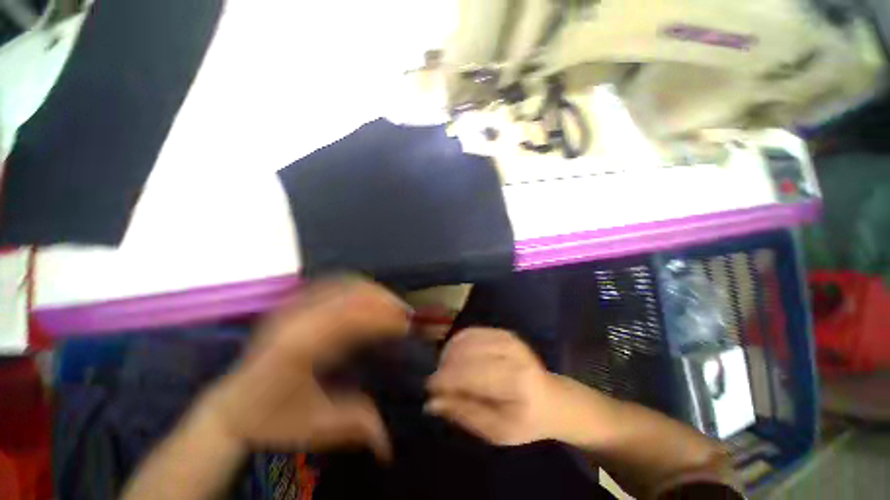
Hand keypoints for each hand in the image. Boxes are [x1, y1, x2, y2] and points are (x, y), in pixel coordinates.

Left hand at [201, 278, 409, 459]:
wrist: (231, 407)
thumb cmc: (271, 419)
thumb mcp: (314, 428)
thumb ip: (355, 427)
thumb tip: (389, 443)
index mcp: (300, 348)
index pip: (352, 319)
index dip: (383, 318)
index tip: (406, 325)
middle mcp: (296, 319)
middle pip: (351, 294)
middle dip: (384, 300)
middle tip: (404, 313)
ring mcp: (293, 306)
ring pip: (343, 284)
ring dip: (373, 291)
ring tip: (391, 303)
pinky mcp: (293, 303)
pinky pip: (332, 283)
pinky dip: (356, 286)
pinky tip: (368, 296)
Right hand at [425, 328, 564, 445]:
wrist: (552, 399)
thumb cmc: (525, 421)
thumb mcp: (496, 431)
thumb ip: (463, 413)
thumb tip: (431, 403)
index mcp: (515, 382)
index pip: (470, 374)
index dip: (445, 379)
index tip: (429, 388)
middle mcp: (511, 353)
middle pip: (466, 353)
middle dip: (445, 366)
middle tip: (438, 382)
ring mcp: (507, 338)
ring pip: (466, 338)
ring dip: (449, 353)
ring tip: (447, 370)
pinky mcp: (503, 331)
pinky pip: (471, 331)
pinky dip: (458, 342)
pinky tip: (456, 356)